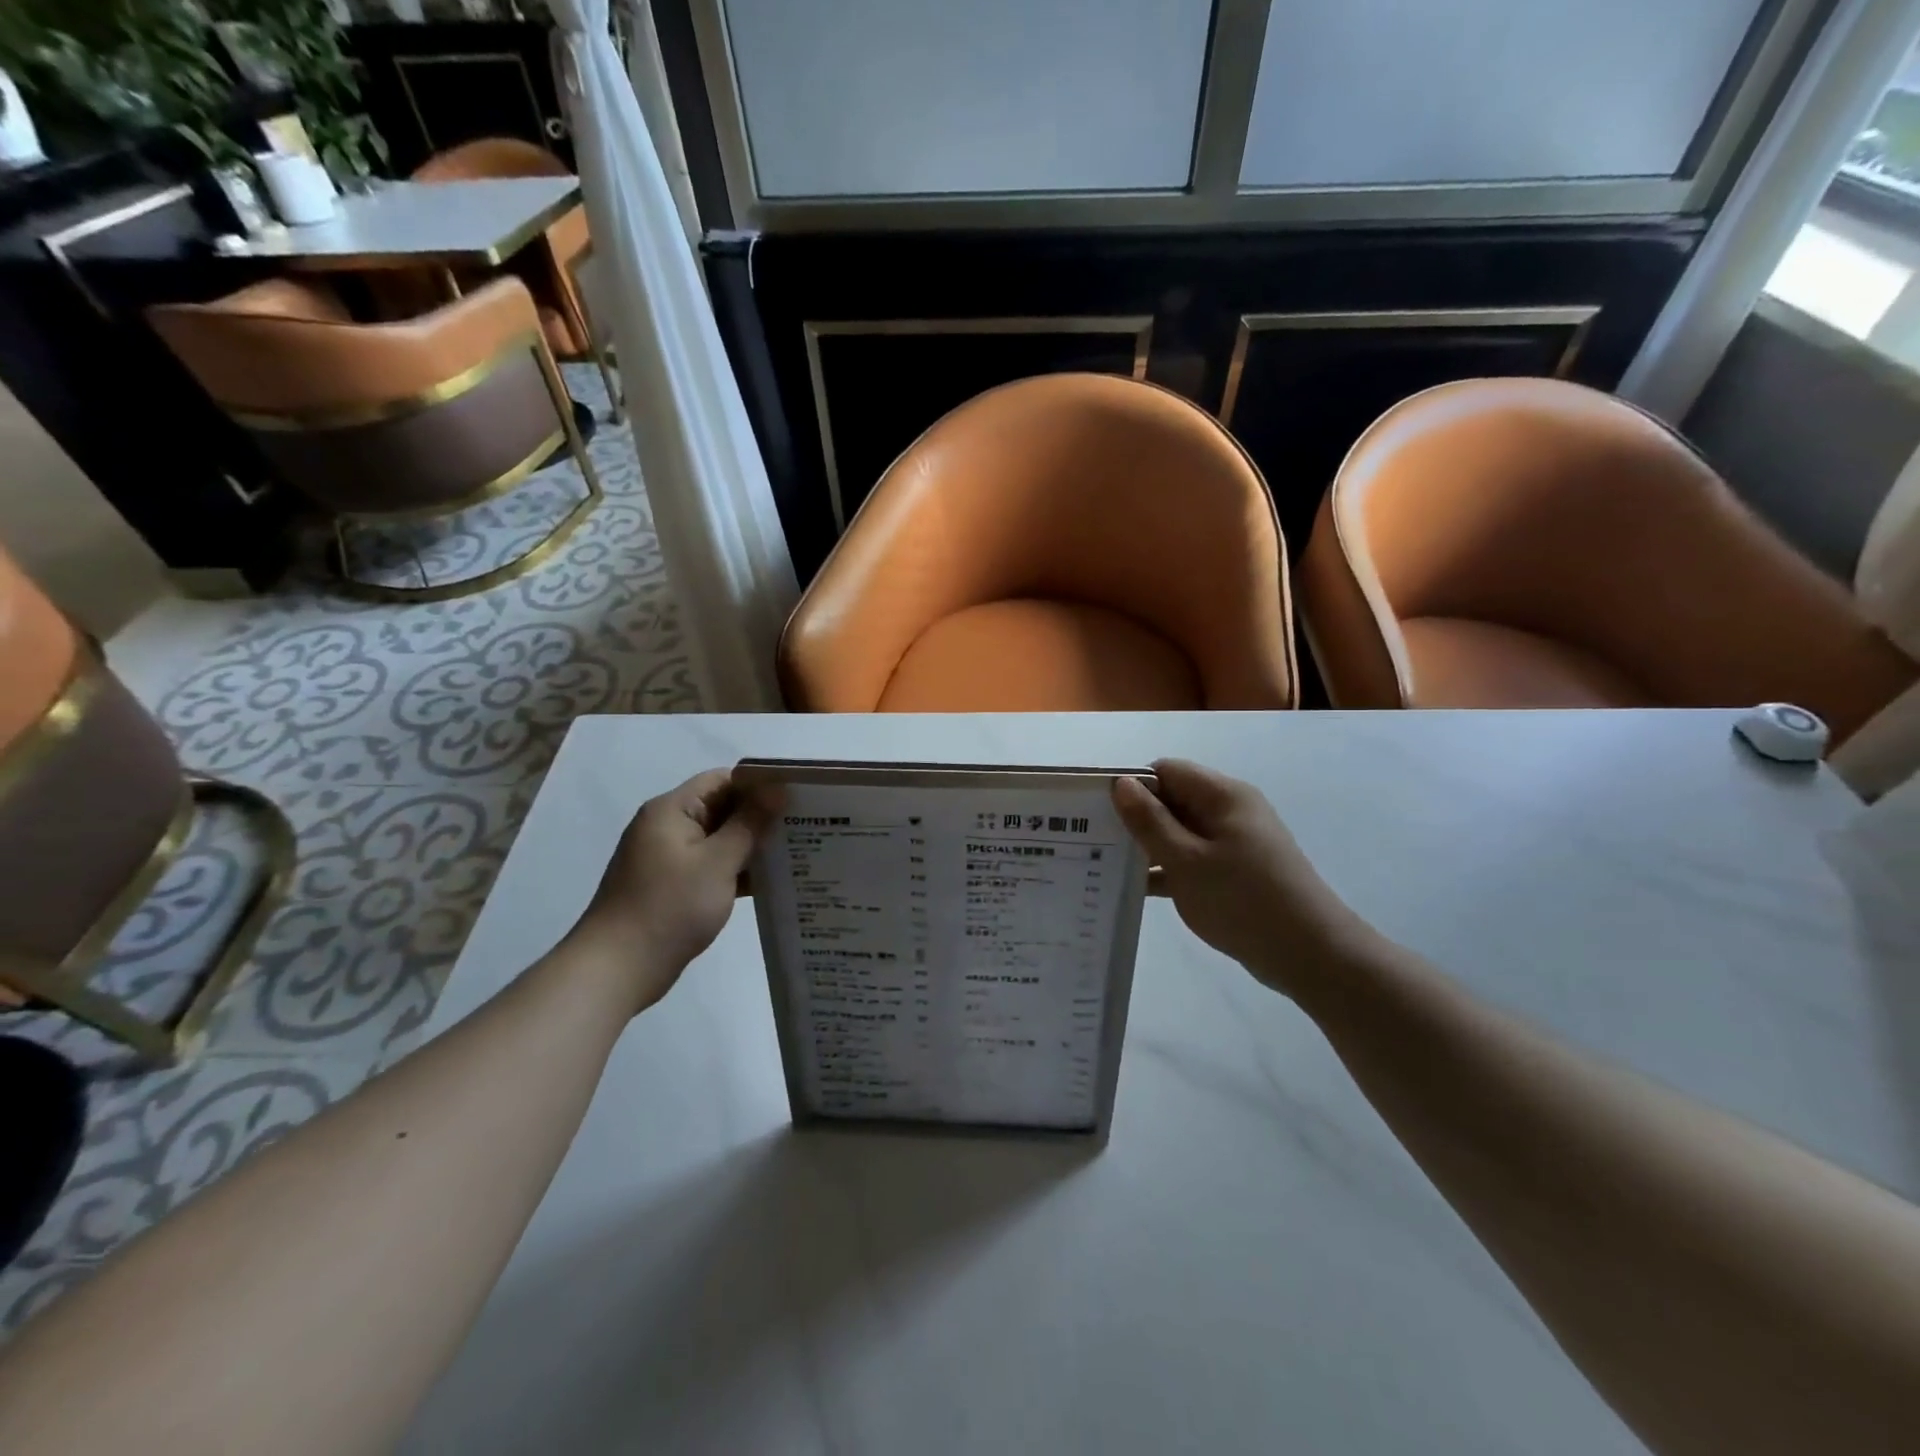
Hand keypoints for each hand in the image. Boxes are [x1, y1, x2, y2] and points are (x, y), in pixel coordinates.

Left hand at [571, 768, 774, 1011]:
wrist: (616, 970)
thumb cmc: (669, 908)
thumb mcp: (717, 862)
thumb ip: (749, 823)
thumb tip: (777, 789)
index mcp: (672, 810)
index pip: (723, 780)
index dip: (760, 785)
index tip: (797, 797)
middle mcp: (667, 827)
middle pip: (722, 808)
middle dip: (761, 817)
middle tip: (806, 825)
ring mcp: (668, 858)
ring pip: (719, 840)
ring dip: (751, 846)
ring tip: (796, 852)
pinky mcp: (672, 886)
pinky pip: (711, 866)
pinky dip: (736, 870)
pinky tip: (770, 882)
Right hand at [1112, 759, 1368, 997]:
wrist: (1310, 955)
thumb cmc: (1243, 900)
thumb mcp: (1186, 860)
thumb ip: (1150, 821)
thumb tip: (1121, 784)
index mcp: (1222, 795)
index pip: (1166, 771)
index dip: (1131, 786)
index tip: (1096, 811)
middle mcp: (1229, 810)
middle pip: (1172, 799)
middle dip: (1135, 817)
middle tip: (1093, 841)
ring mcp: (1234, 842)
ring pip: (1179, 832)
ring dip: (1149, 846)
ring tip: (1104, 865)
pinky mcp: (1236, 871)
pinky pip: (1192, 858)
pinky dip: (1168, 869)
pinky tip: (1135, 889)